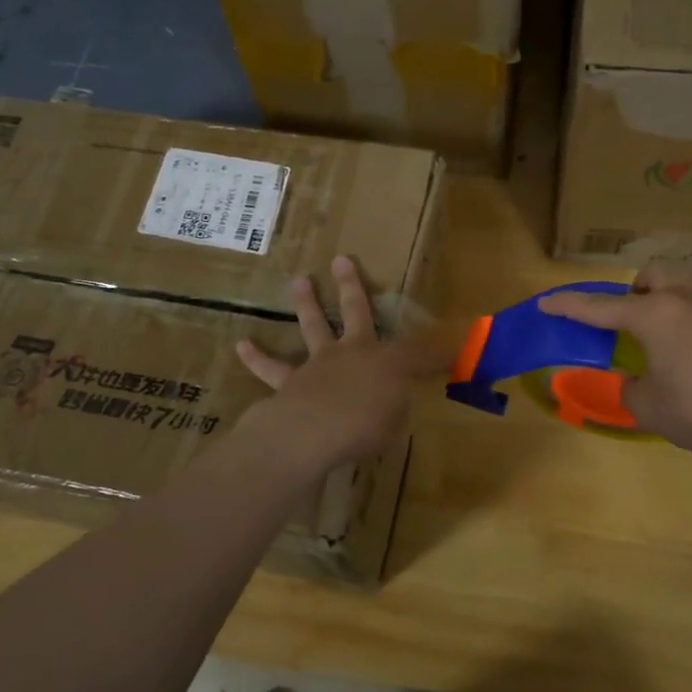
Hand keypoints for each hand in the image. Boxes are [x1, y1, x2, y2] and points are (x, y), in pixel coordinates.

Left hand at [235, 255, 445, 475]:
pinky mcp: (288, 382)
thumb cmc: (366, 425)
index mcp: (384, 362)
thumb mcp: (396, 421)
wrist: (314, 431)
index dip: (433, 351)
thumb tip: (399, 402)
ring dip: (305, 303)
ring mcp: (317, 364)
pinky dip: (256, 357)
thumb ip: (397, 408)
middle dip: (350, 286)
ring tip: (298, 281)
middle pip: (354, 312)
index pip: (415, 352)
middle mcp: (351, 353)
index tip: (449, 345)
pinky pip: (270, 368)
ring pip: (312, 326)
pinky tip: (242, 344)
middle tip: (342, 260)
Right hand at [539, 264, 691, 480]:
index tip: (546, 303)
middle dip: (633, 292)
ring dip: (667, 299)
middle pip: (652, 277)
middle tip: (629, 324)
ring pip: (687, 285)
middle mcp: (688, 302)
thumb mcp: (650, 408)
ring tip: (664, 337)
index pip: (600, 307)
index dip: (568, 306)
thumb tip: (634, 381)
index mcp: (656, 317)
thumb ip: (629, 388)